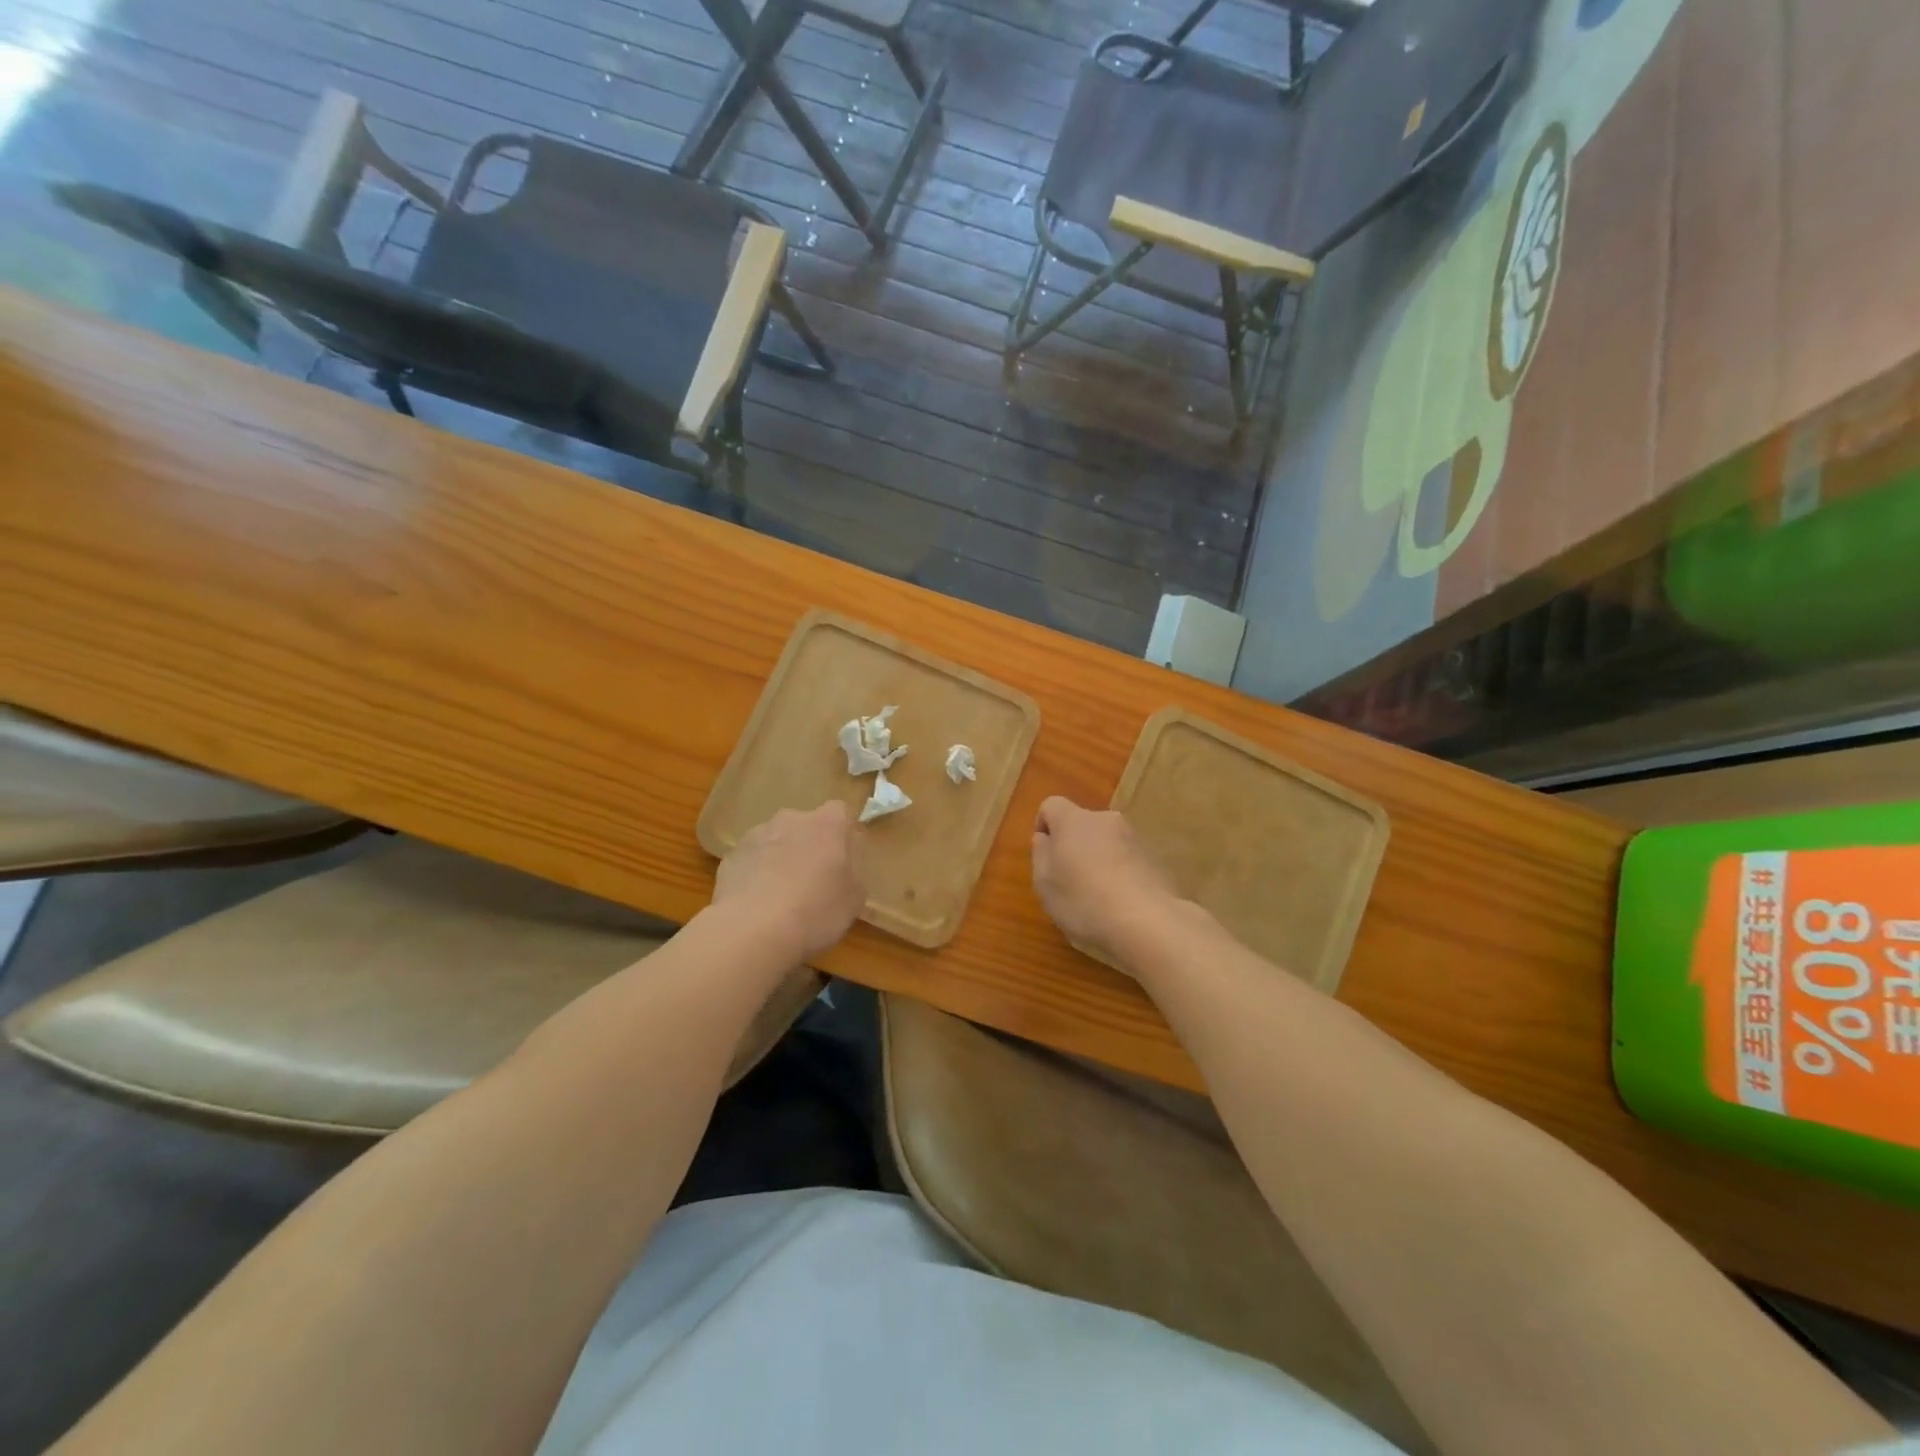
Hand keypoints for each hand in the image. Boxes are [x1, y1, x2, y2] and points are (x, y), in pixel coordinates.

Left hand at [713, 801, 864, 962]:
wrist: (751, 931)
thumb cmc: (815, 912)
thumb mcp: (854, 900)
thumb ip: (853, 873)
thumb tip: (843, 866)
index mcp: (827, 824)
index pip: (840, 813)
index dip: (842, 835)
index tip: (843, 860)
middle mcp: (791, 819)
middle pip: (806, 826)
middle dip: (809, 846)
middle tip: (814, 881)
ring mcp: (757, 835)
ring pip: (776, 841)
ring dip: (781, 859)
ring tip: (781, 898)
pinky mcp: (731, 856)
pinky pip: (752, 861)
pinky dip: (756, 875)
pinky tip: (758, 906)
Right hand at [1031, 796, 1184, 970]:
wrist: (1147, 922)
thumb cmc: (1084, 901)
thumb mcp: (1045, 883)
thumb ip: (1041, 854)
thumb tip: (1046, 838)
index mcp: (1073, 820)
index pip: (1051, 805)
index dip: (1044, 826)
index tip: (1045, 856)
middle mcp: (1105, 820)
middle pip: (1081, 824)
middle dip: (1072, 846)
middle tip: (1068, 880)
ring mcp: (1134, 838)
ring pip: (1106, 842)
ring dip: (1097, 859)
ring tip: (1096, 897)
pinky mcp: (1155, 859)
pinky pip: (1127, 859)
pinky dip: (1119, 873)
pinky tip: (1119, 903)